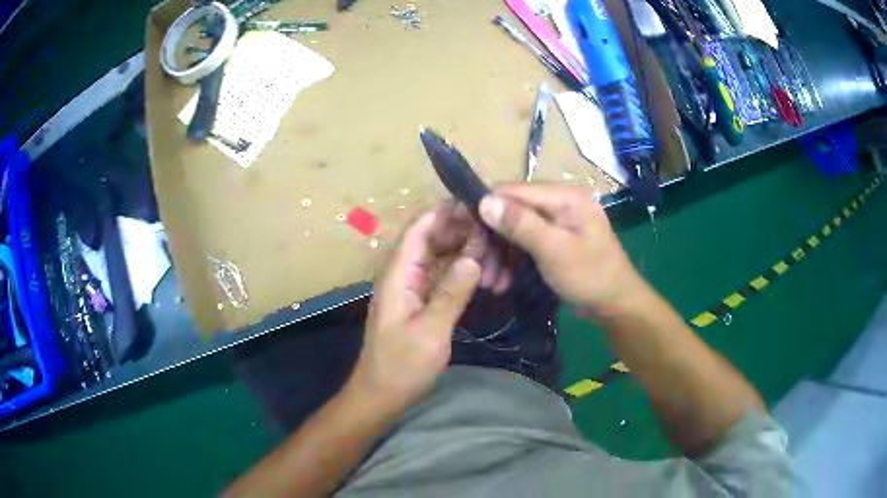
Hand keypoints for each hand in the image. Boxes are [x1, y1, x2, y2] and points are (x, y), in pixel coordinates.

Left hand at [349, 203, 481, 412]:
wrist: (382, 394)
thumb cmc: (401, 366)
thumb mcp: (430, 332)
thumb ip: (451, 293)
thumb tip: (473, 258)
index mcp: (398, 274)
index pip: (419, 228)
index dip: (445, 213)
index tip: (478, 207)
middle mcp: (403, 273)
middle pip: (431, 238)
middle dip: (461, 231)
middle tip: (496, 233)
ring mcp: (411, 287)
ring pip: (439, 256)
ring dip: (463, 251)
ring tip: (495, 252)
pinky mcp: (419, 301)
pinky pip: (441, 275)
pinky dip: (460, 271)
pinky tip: (483, 273)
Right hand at [479, 183, 644, 316]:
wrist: (617, 306)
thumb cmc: (590, 276)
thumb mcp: (554, 250)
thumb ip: (520, 224)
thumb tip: (483, 200)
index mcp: (563, 196)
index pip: (512, 191)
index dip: (483, 208)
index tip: (460, 230)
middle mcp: (559, 202)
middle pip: (512, 211)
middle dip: (491, 239)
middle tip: (476, 266)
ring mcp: (557, 222)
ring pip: (515, 230)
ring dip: (499, 255)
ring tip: (489, 282)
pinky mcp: (555, 240)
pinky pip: (525, 243)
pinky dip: (512, 261)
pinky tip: (502, 282)